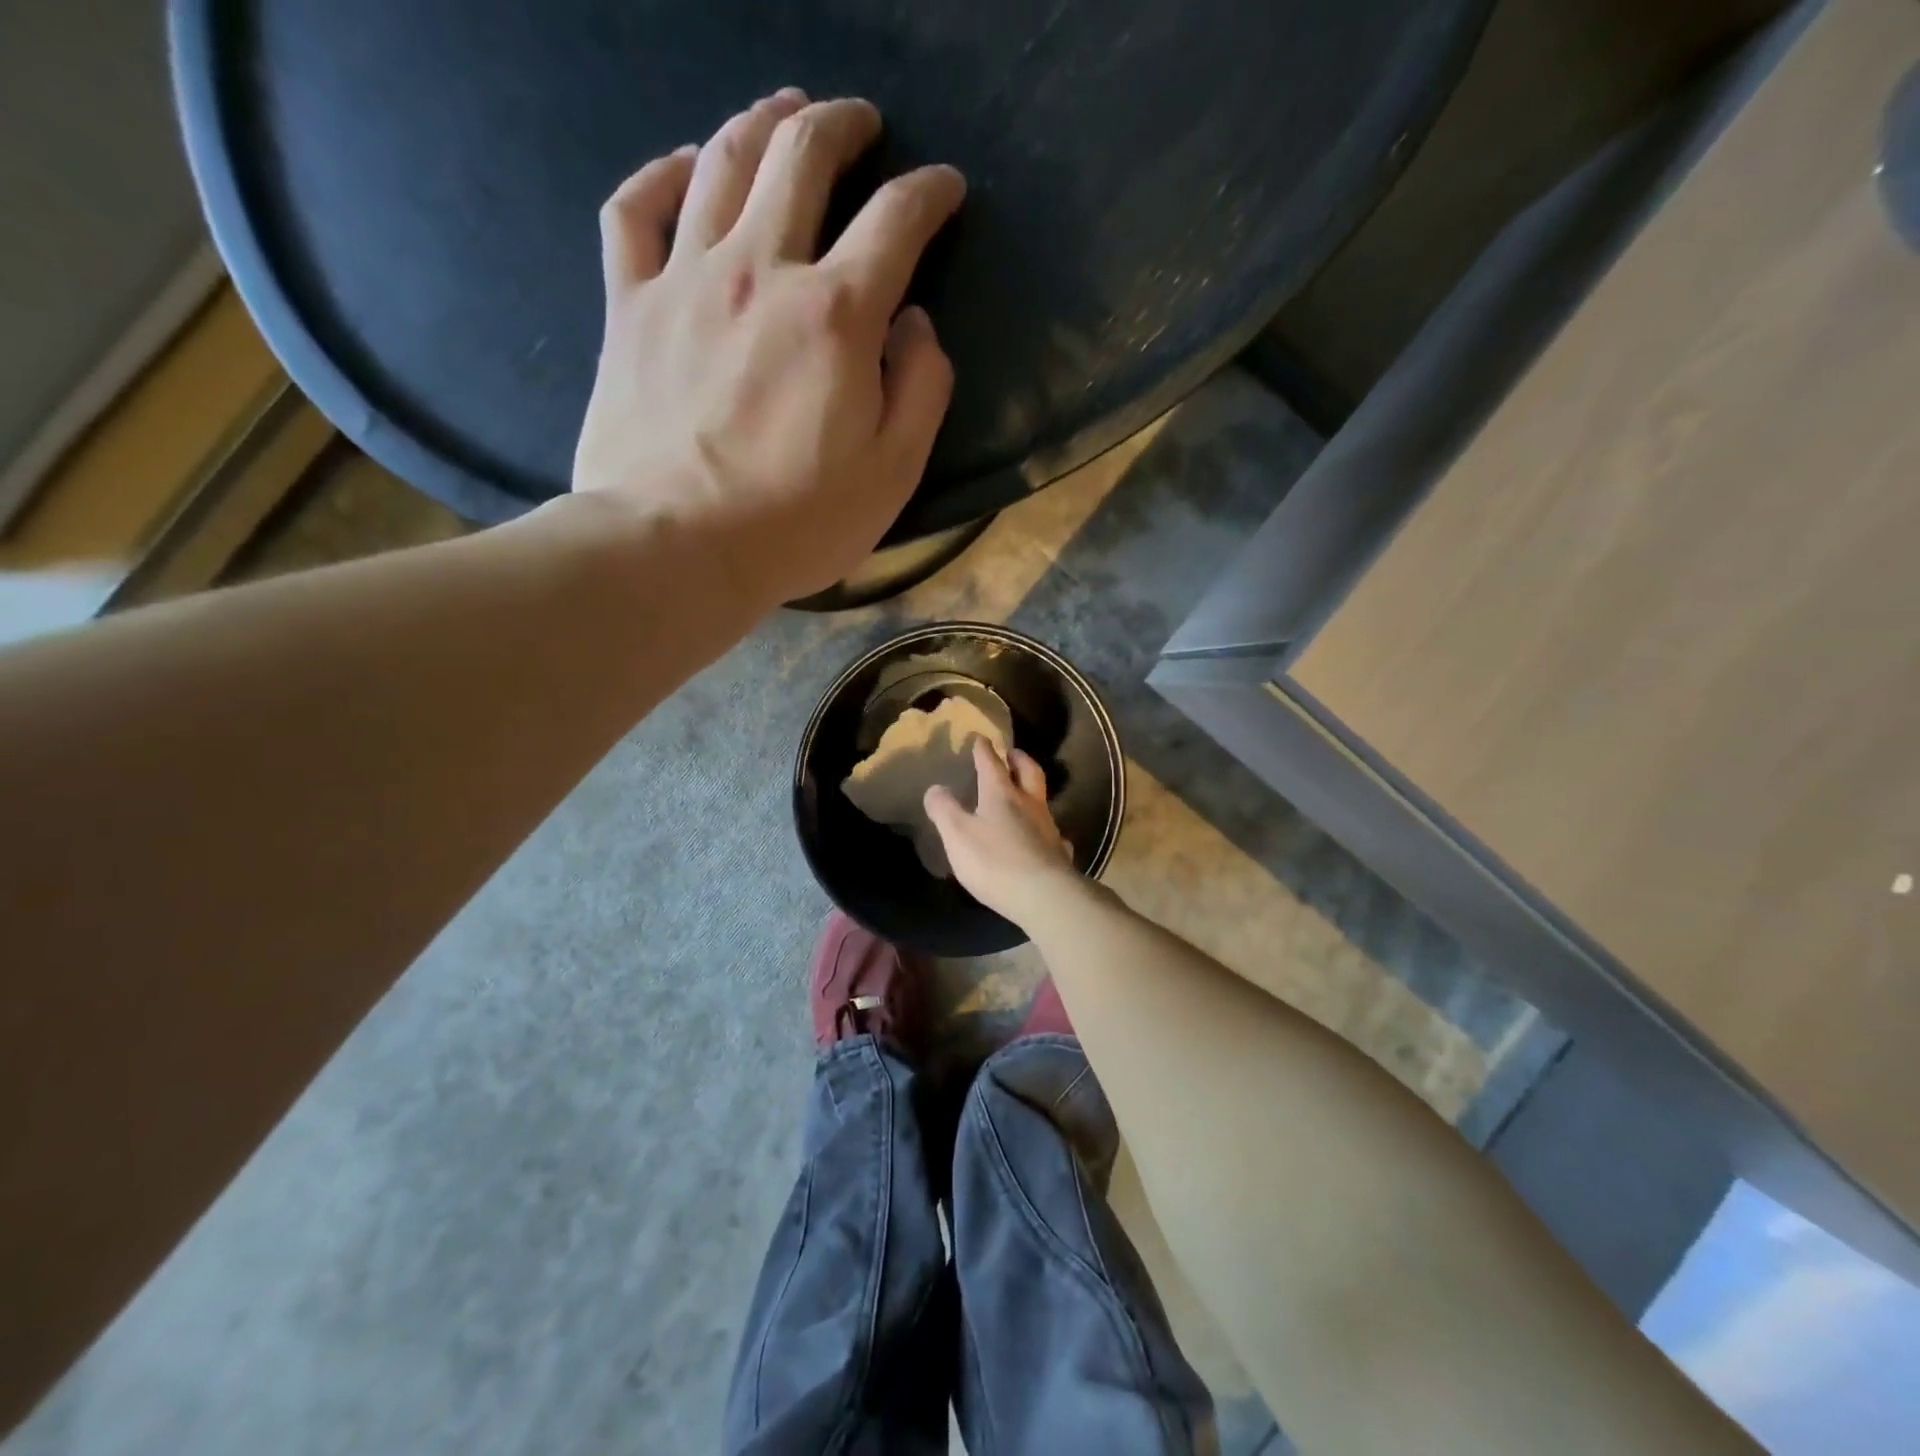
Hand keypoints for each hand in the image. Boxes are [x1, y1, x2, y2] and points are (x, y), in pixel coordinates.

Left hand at [573, 89, 965, 610]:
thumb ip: (921, 390)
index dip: (929, 193)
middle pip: (802, 157)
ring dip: (762, 121)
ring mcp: (686, 279)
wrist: (675, 547)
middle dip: (842, 126)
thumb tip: (917, 326)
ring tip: (786, 111)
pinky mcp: (630, 306)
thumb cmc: (796, 522)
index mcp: (837, 314)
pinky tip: (686, 165)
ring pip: (723, 162)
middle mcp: (762, 270)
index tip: (945, 188)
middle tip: (862, 123)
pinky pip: (636, 209)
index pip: (896, 221)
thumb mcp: (893, 473)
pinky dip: (663, 172)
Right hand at [925, 739, 1082, 927]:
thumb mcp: (957, 834)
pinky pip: (1054, 833)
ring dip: (1032, 790)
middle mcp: (1028, 803)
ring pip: (1042, 799)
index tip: (980, 738)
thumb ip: (944, 810)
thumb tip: (935, 788)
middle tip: (1012, 753)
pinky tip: (1043, 837)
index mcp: (1001, 794)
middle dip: (1018, 759)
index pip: (991, 763)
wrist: (1043, 895)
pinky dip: (1046, 829)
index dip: (984, 749)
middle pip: (1028, 771)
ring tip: (1024, 793)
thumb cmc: (994, 861)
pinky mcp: (1059, 852)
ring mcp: (1048, 827)